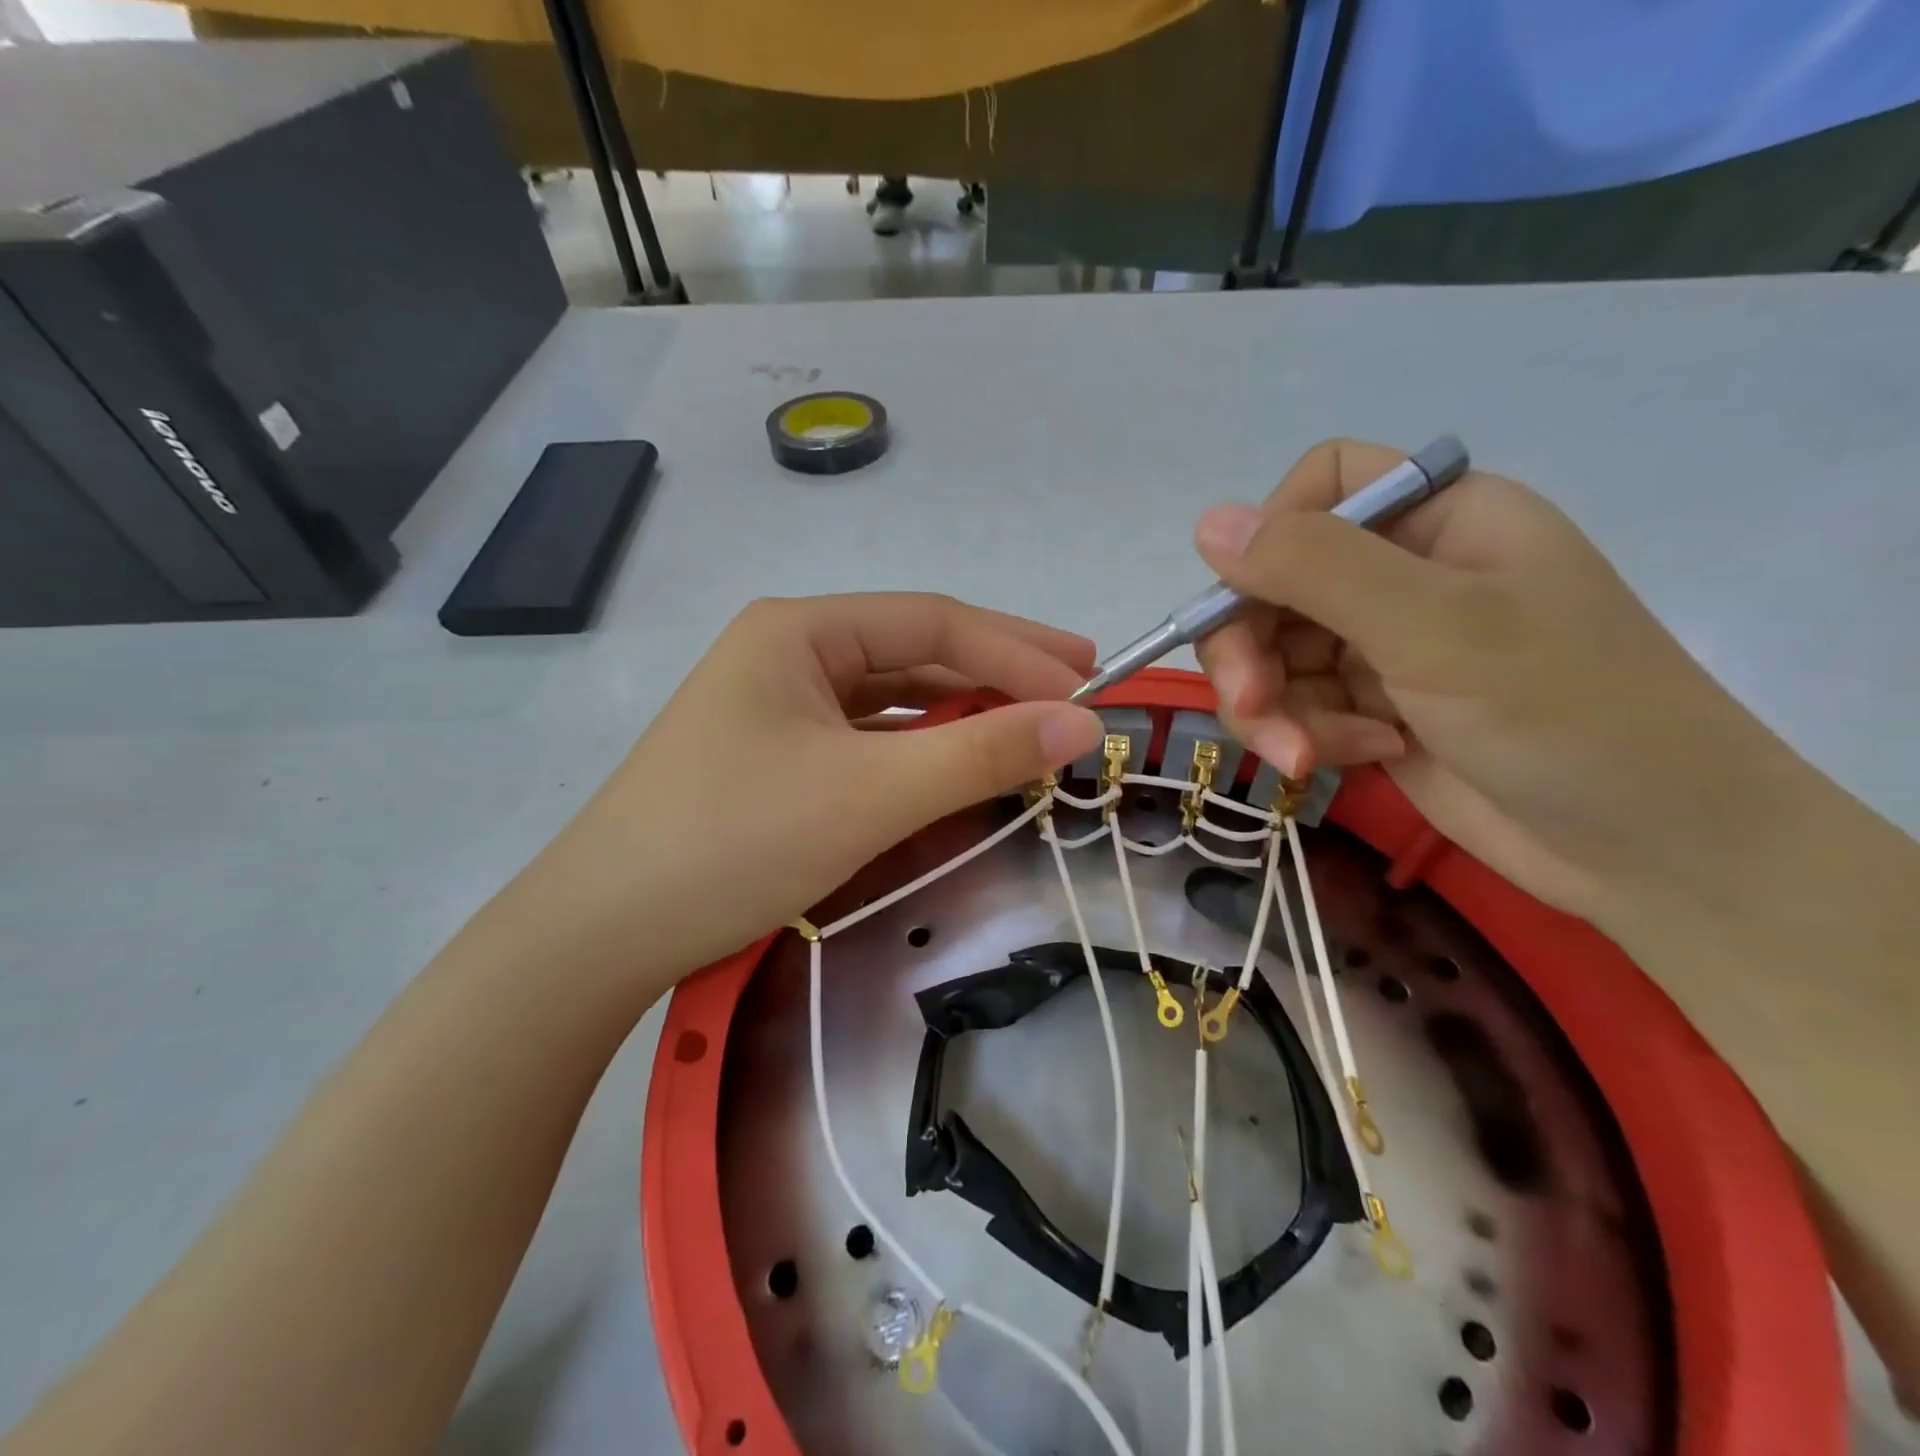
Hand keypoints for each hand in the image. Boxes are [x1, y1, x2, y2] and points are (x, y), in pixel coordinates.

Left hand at [504, 594, 1103, 993]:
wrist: (603, 933)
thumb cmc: (737, 841)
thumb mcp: (872, 793)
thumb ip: (982, 752)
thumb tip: (1082, 723)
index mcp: (801, 631)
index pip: (935, 623)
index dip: (1019, 650)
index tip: (1090, 683)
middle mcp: (788, 654)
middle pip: (914, 655)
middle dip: (997, 674)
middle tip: (1077, 691)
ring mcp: (778, 709)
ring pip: (893, 702)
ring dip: (961, 716)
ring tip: (1031, 729)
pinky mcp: (775, 759)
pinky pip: (867, 742)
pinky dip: (919, 753)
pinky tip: (957, 767)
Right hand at [1192, 439, 1804, 921]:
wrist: (1654, 851)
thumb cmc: (1565, 714)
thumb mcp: (1434, 628)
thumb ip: (1316, 569)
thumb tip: (1207, 523)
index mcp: (1439, 519)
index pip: (1321, 487)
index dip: (1269, 538)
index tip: (1247, 603)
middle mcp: (1405, 574)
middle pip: (1276, 584)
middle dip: (1251, 650)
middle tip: (1250, 706)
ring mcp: (1386, 646)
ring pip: (1275, 654)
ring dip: (1274, 707)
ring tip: (1305, 755)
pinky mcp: (1374, 708)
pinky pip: (1299, 705)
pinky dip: (1309, 734)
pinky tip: (1359, 758)